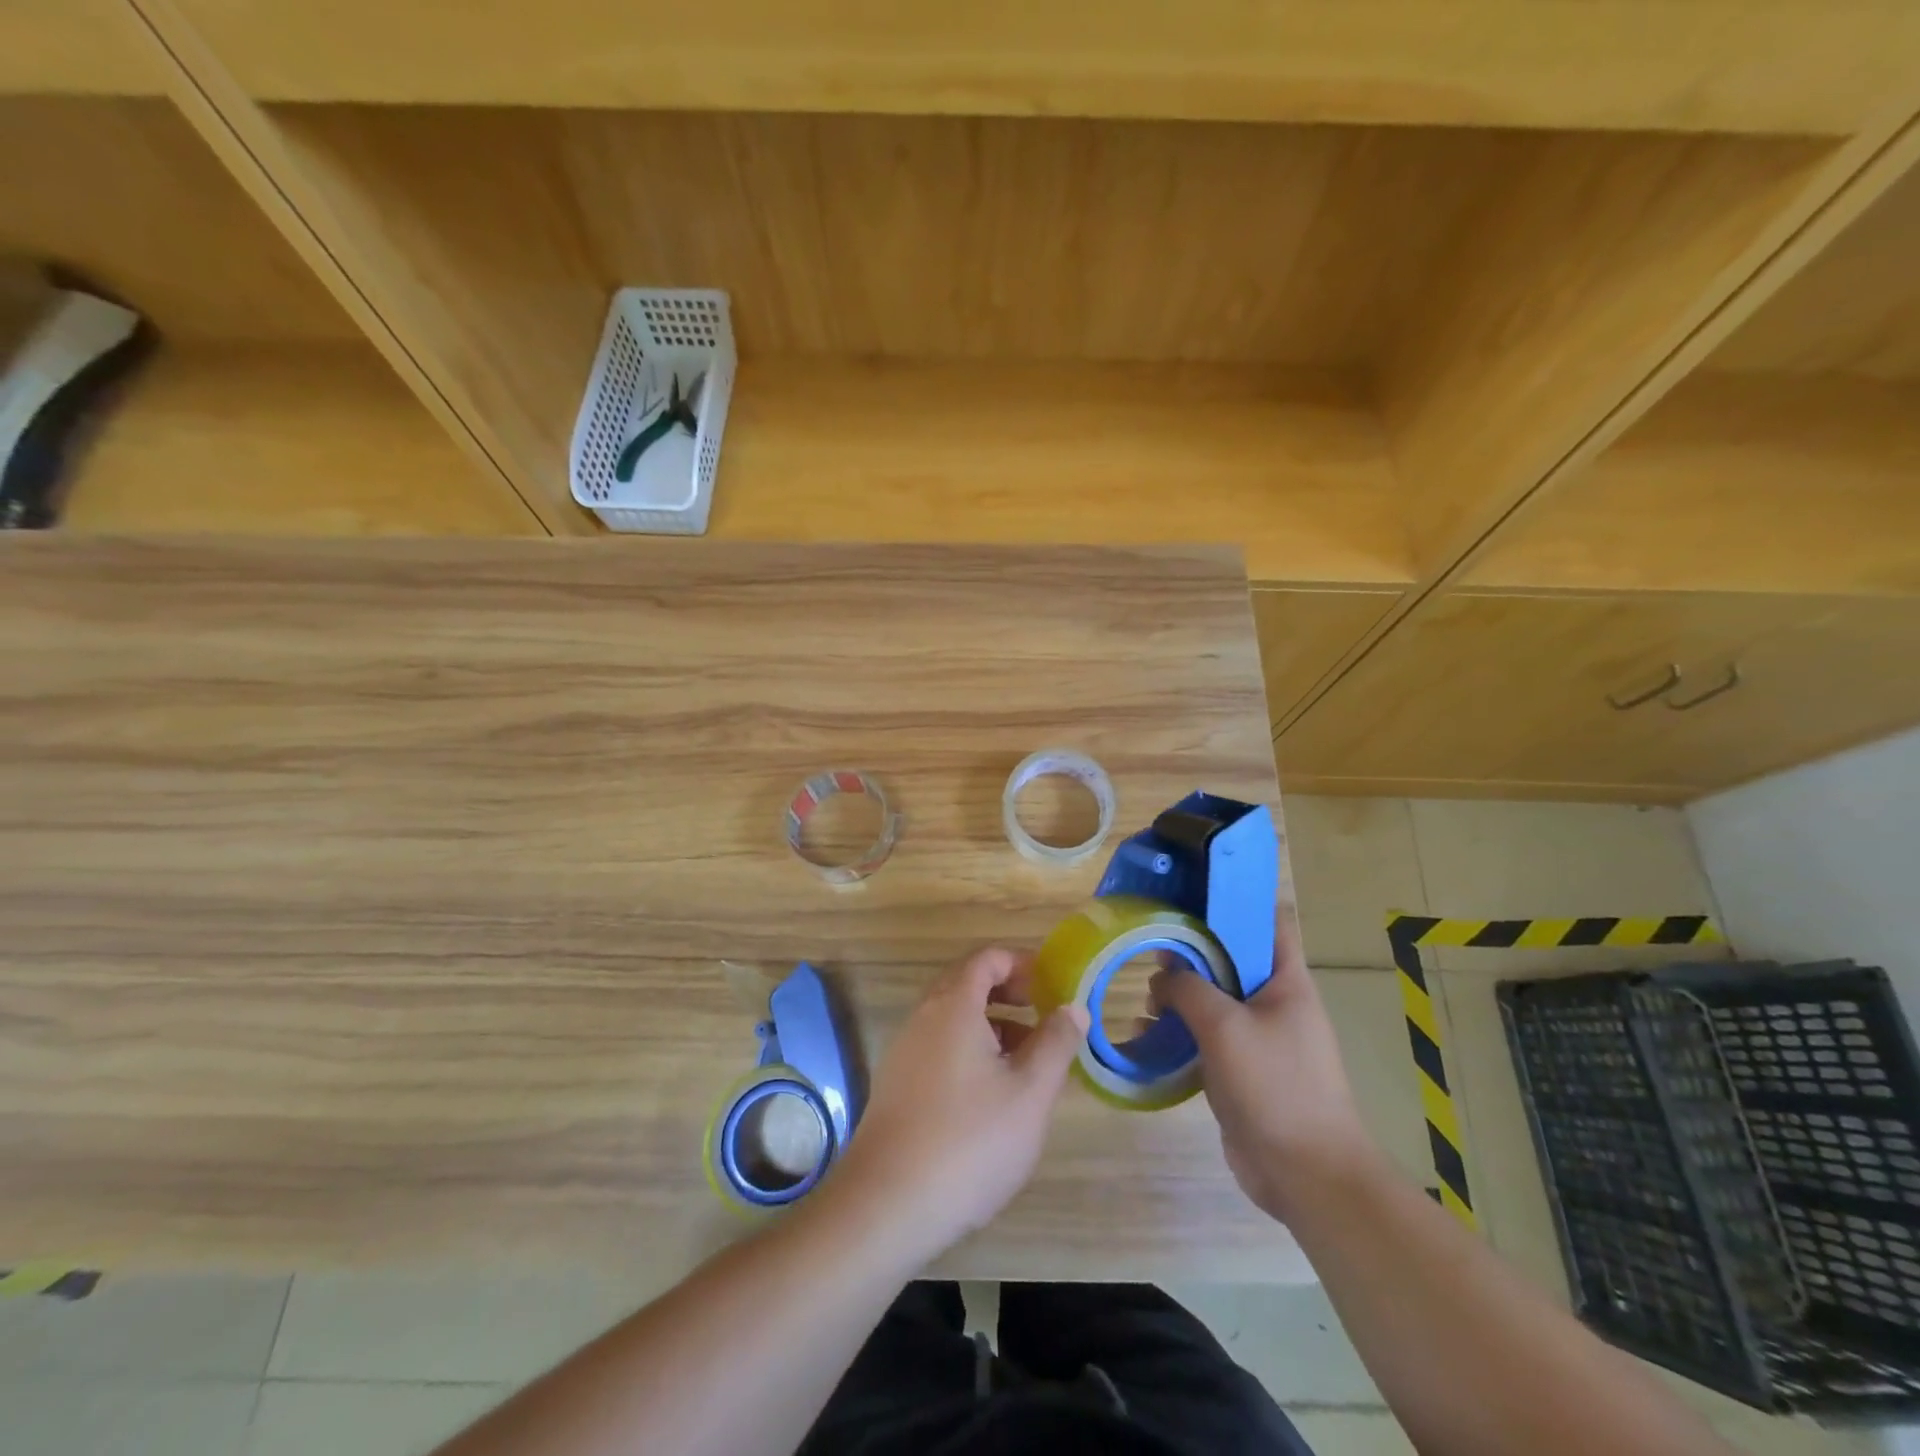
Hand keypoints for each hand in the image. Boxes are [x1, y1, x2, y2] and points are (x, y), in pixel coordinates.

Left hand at [829, 947, 1088, 1263]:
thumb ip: (1056, 1044)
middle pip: (967, 983)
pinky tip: (991, 1094)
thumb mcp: (1030, 1093)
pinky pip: (938, 1046)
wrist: (888, 1205)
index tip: (1052, 985)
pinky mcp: (896, 1084)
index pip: (987, 959)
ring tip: (1027, 1059)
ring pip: (953, 1018)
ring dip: (991, 1024)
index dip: (1022, 963)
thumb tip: (1073, 1007)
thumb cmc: (970, 1141)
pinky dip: (969, 1050)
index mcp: (954, 1006)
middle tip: (1044, 1015)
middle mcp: (923, 1017)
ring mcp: (904, 1050)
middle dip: (1008, 992)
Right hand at [1153, 912, 1378, 1221]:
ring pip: (1214, 999)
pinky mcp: (1241, 1069)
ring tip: (1145, 997)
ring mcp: (1258, 1038)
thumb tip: (1162, 977)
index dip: (1235, 901)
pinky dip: (1179, 1030)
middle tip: (1151, 946)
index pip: (1267, 922)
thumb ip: (1187, 988)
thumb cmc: (1274, 1086)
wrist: (1306, 1174)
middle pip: (1231, 959)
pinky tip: (1146, 1034)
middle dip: (1191, 951)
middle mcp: (1274, 1002)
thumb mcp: (1224, 1025)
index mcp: (1286, 981)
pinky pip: (1206, 1036)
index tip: (1190, 892)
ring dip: (1180, 995)